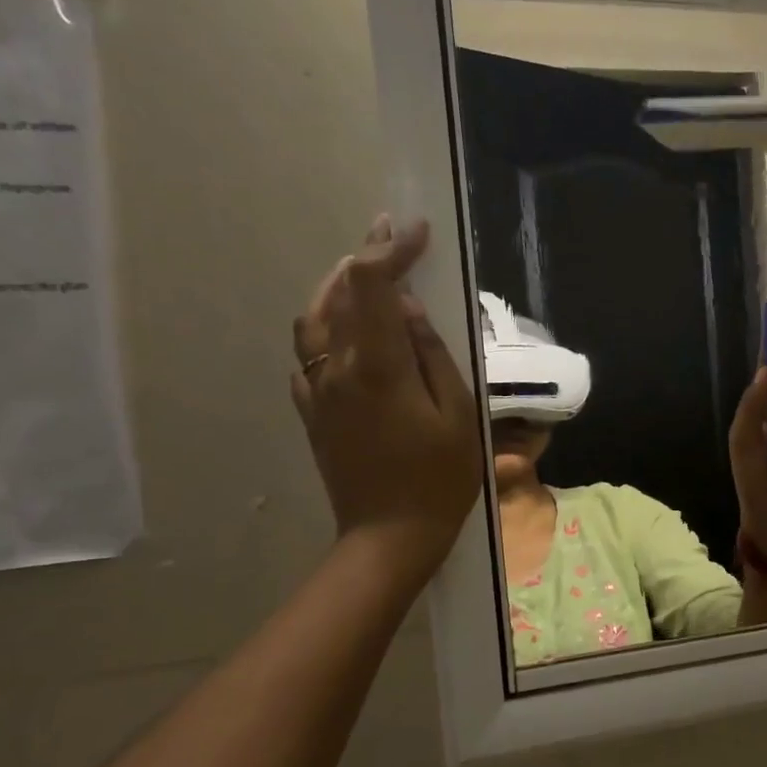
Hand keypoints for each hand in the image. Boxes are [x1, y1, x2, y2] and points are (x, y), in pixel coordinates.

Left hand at [291, 216, 482, 575]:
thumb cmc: (439, 478)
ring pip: (312, 319)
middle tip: (390, 236)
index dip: (391, 249)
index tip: (416, 231)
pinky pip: (308, 354)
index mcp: (377, 366)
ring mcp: (317, 391)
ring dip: (337, 287)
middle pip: (335, 293)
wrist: (389, 535)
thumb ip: (431, 354)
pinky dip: (325, 326)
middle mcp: (336, 369)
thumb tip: (408, 309)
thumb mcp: (458, 414)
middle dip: (363, 256)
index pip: (371, 285)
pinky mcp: (312, 412)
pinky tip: (347, 331)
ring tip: (365, 274)